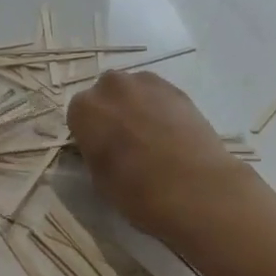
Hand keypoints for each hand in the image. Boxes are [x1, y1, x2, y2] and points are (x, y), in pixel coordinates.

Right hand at [66, 72, 252, 242]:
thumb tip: (101, 146)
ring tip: (152, 136)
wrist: (196, 189)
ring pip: (132, 91)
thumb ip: (94, 152)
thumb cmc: (139, 193)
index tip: (100, 150)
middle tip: (125, 141)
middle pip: (105, 95)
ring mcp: (145, 82)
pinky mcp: (175, 88)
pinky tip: (171, 133)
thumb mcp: (100, 180)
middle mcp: (111, 86)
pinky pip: (157, 94)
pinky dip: (159, 107)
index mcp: (86, 109)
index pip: (78, 114)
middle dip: (111, 112)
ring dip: (135, 106)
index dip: (89, 133)